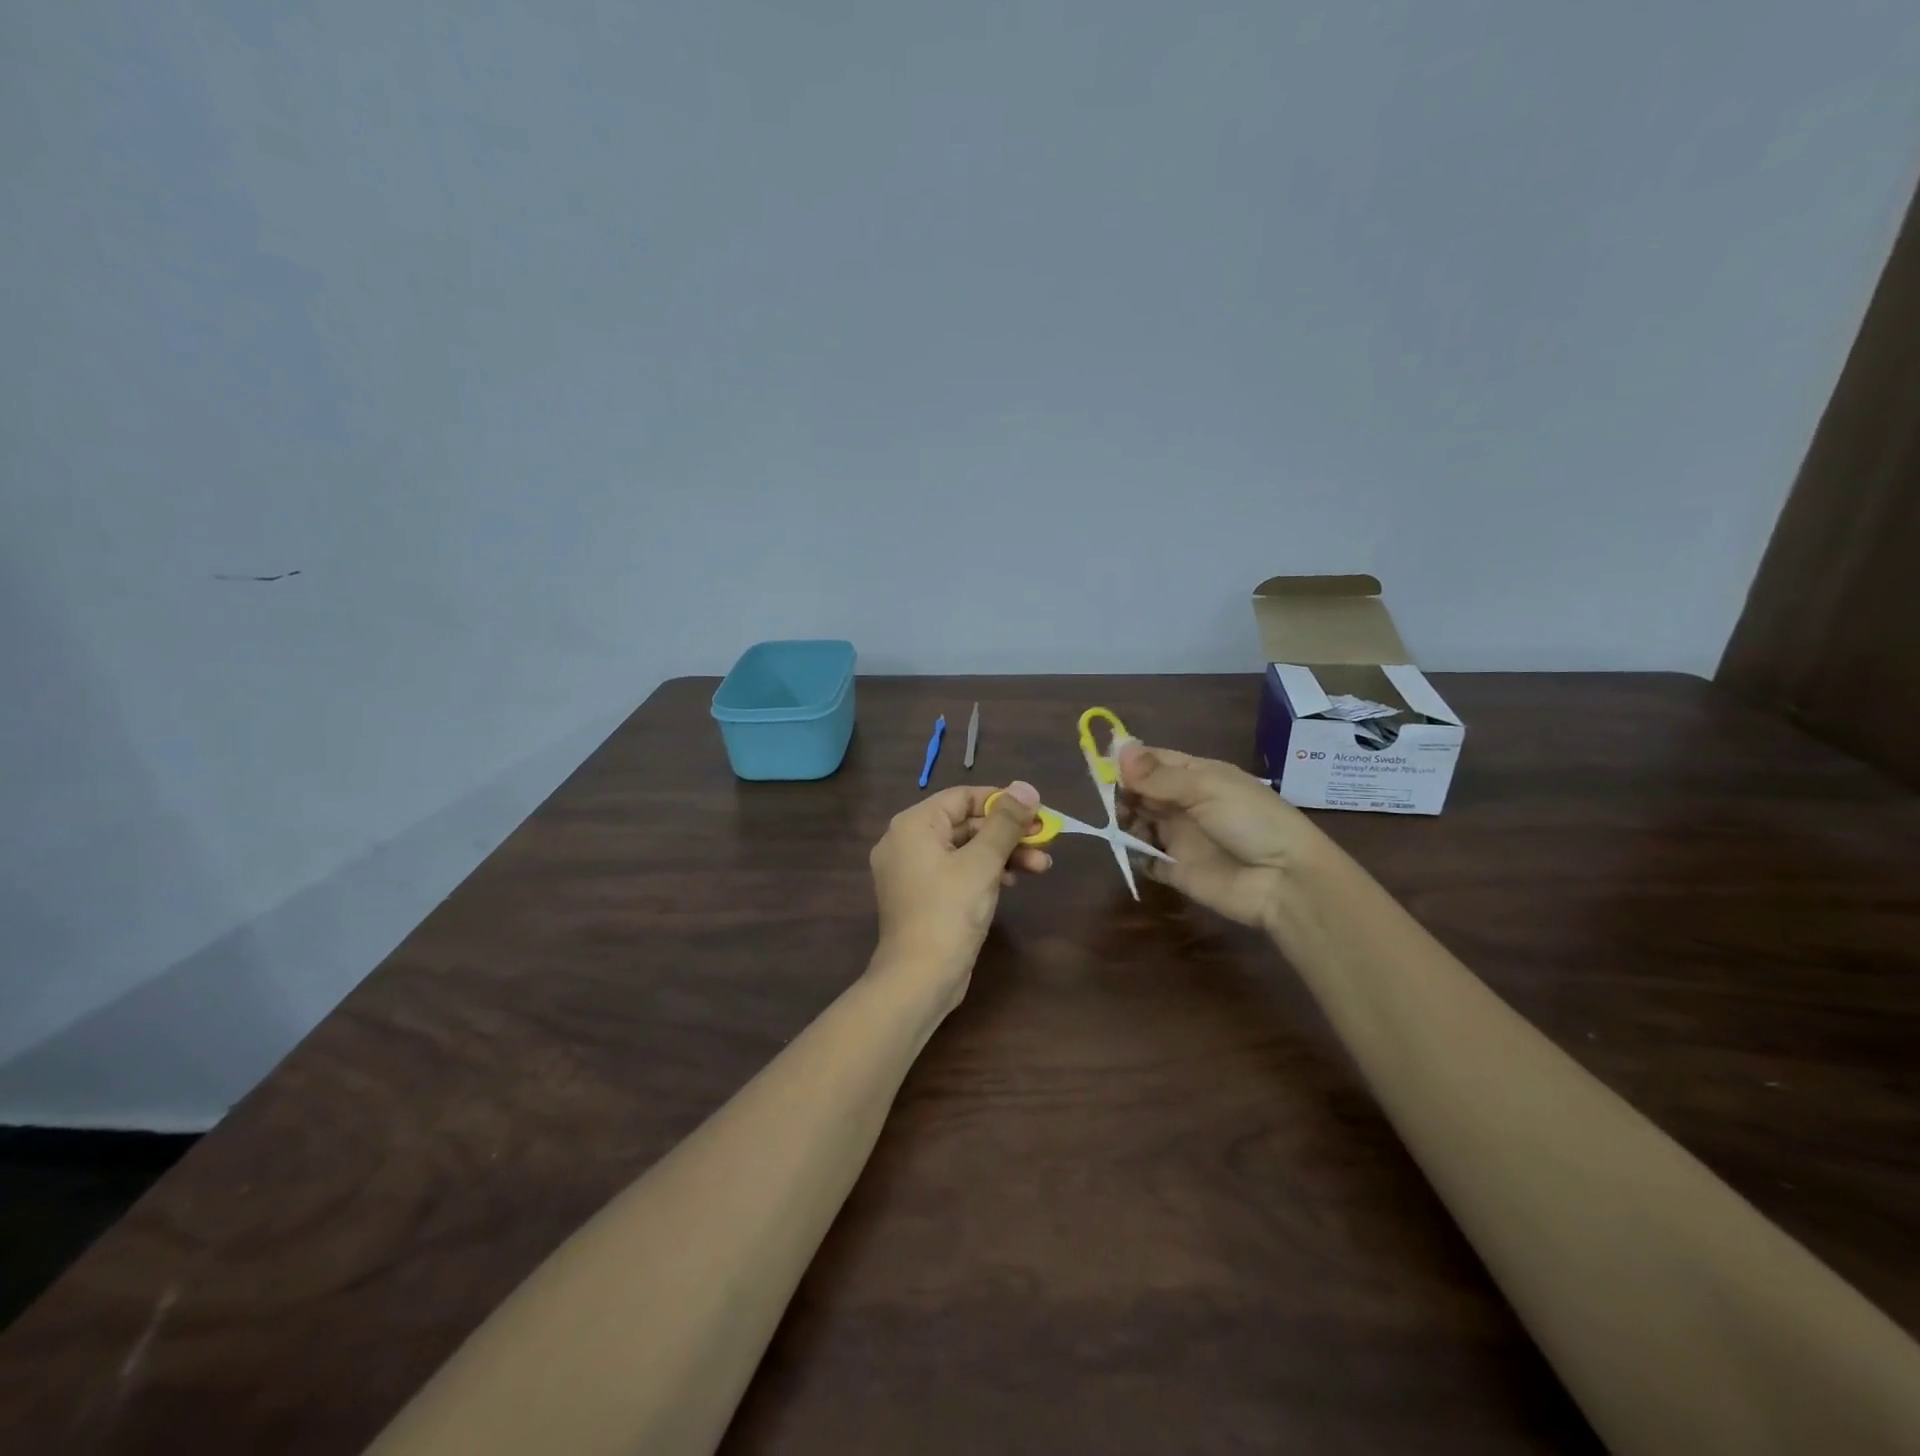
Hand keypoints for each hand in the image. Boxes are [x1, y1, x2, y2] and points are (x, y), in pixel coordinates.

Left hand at [868, 782, 1050, 1010]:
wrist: (919, 979)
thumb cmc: (949, 911)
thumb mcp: (983, 862)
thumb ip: (1005, 822)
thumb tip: (1026, 786)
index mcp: (913, 825)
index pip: (962, 797)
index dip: (1002, 801)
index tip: (1037, 811)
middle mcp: (907, 842)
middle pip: (966, 823)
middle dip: (1008, 832)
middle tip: (1046, 839)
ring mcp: (913, 871)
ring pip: (965, 849)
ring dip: (1004, 853)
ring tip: (1042, 866)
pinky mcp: (923, 896)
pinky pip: (957, 871)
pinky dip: (986, 872)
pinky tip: (1014, 881)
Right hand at [1117, 742, 1320, 930]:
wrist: (1285, 880)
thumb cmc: (1251, 821)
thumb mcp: (1207, 788)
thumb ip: (1159, 775)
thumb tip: (1118, 750)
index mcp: (1197, 776)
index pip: (1154, 760)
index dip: (1128, 761)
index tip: (1102, 764)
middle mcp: (1184, 803)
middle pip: (1141, 791)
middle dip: (1123, 791)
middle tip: (1114, 799)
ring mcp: (1179, 837)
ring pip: (1138, 822)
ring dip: (1124, 821)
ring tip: (1124, 824)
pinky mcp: (1175, 870)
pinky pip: (1145, 859)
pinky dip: (1133, 854)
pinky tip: (1130, 849)